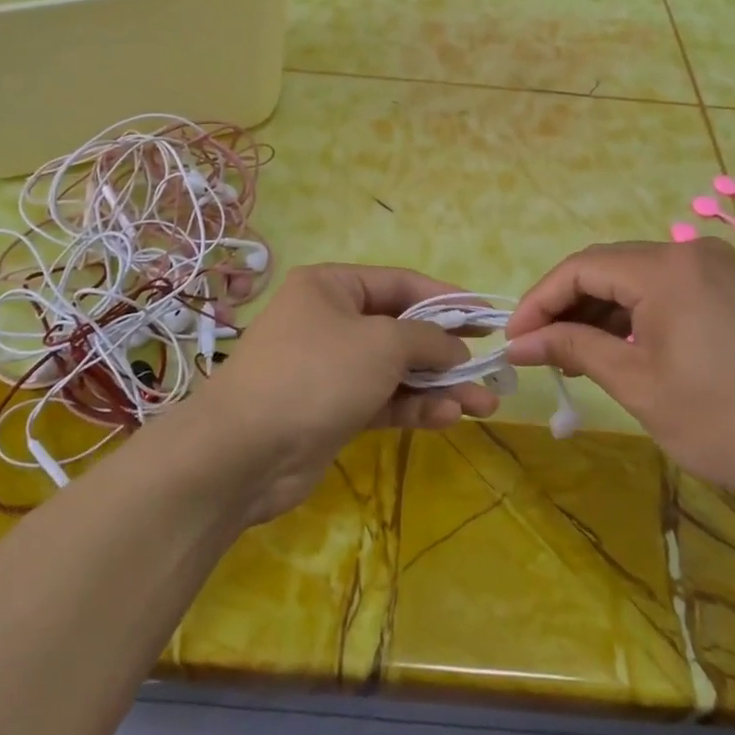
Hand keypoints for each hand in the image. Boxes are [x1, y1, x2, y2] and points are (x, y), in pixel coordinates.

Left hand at [180, 264, 499, 524]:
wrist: (243, 452)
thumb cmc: (316, 374)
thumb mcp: (381, 344)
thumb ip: (426, 339)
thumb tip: (455, 348)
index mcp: (332, 286)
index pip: (401, 283)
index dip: (447, 298)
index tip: (486, 316)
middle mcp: (330, 321)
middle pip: (401, 329)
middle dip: (447, 350)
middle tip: (490, 367)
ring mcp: (331, 368)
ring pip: (396, 370)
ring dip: (438, 385)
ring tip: (484, 403)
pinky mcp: (333, 411)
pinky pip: (383, 401)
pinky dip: (414, 407)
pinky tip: (448, 417)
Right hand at [503, 239, 734, 536]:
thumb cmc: (724, 421)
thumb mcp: (637, 384)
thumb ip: (574, 349)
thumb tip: (521, 342)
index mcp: (666, 267)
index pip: (581, 267)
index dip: (539, 300)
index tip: (513, 339)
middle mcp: (691, 252)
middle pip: (608, 266)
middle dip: (567, 304)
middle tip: (538, 348)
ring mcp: (719, 268)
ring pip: (637, 277)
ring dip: (600, 310)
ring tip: (574, 354)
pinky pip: (668, 289)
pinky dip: (636, 314)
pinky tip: (622, 347)